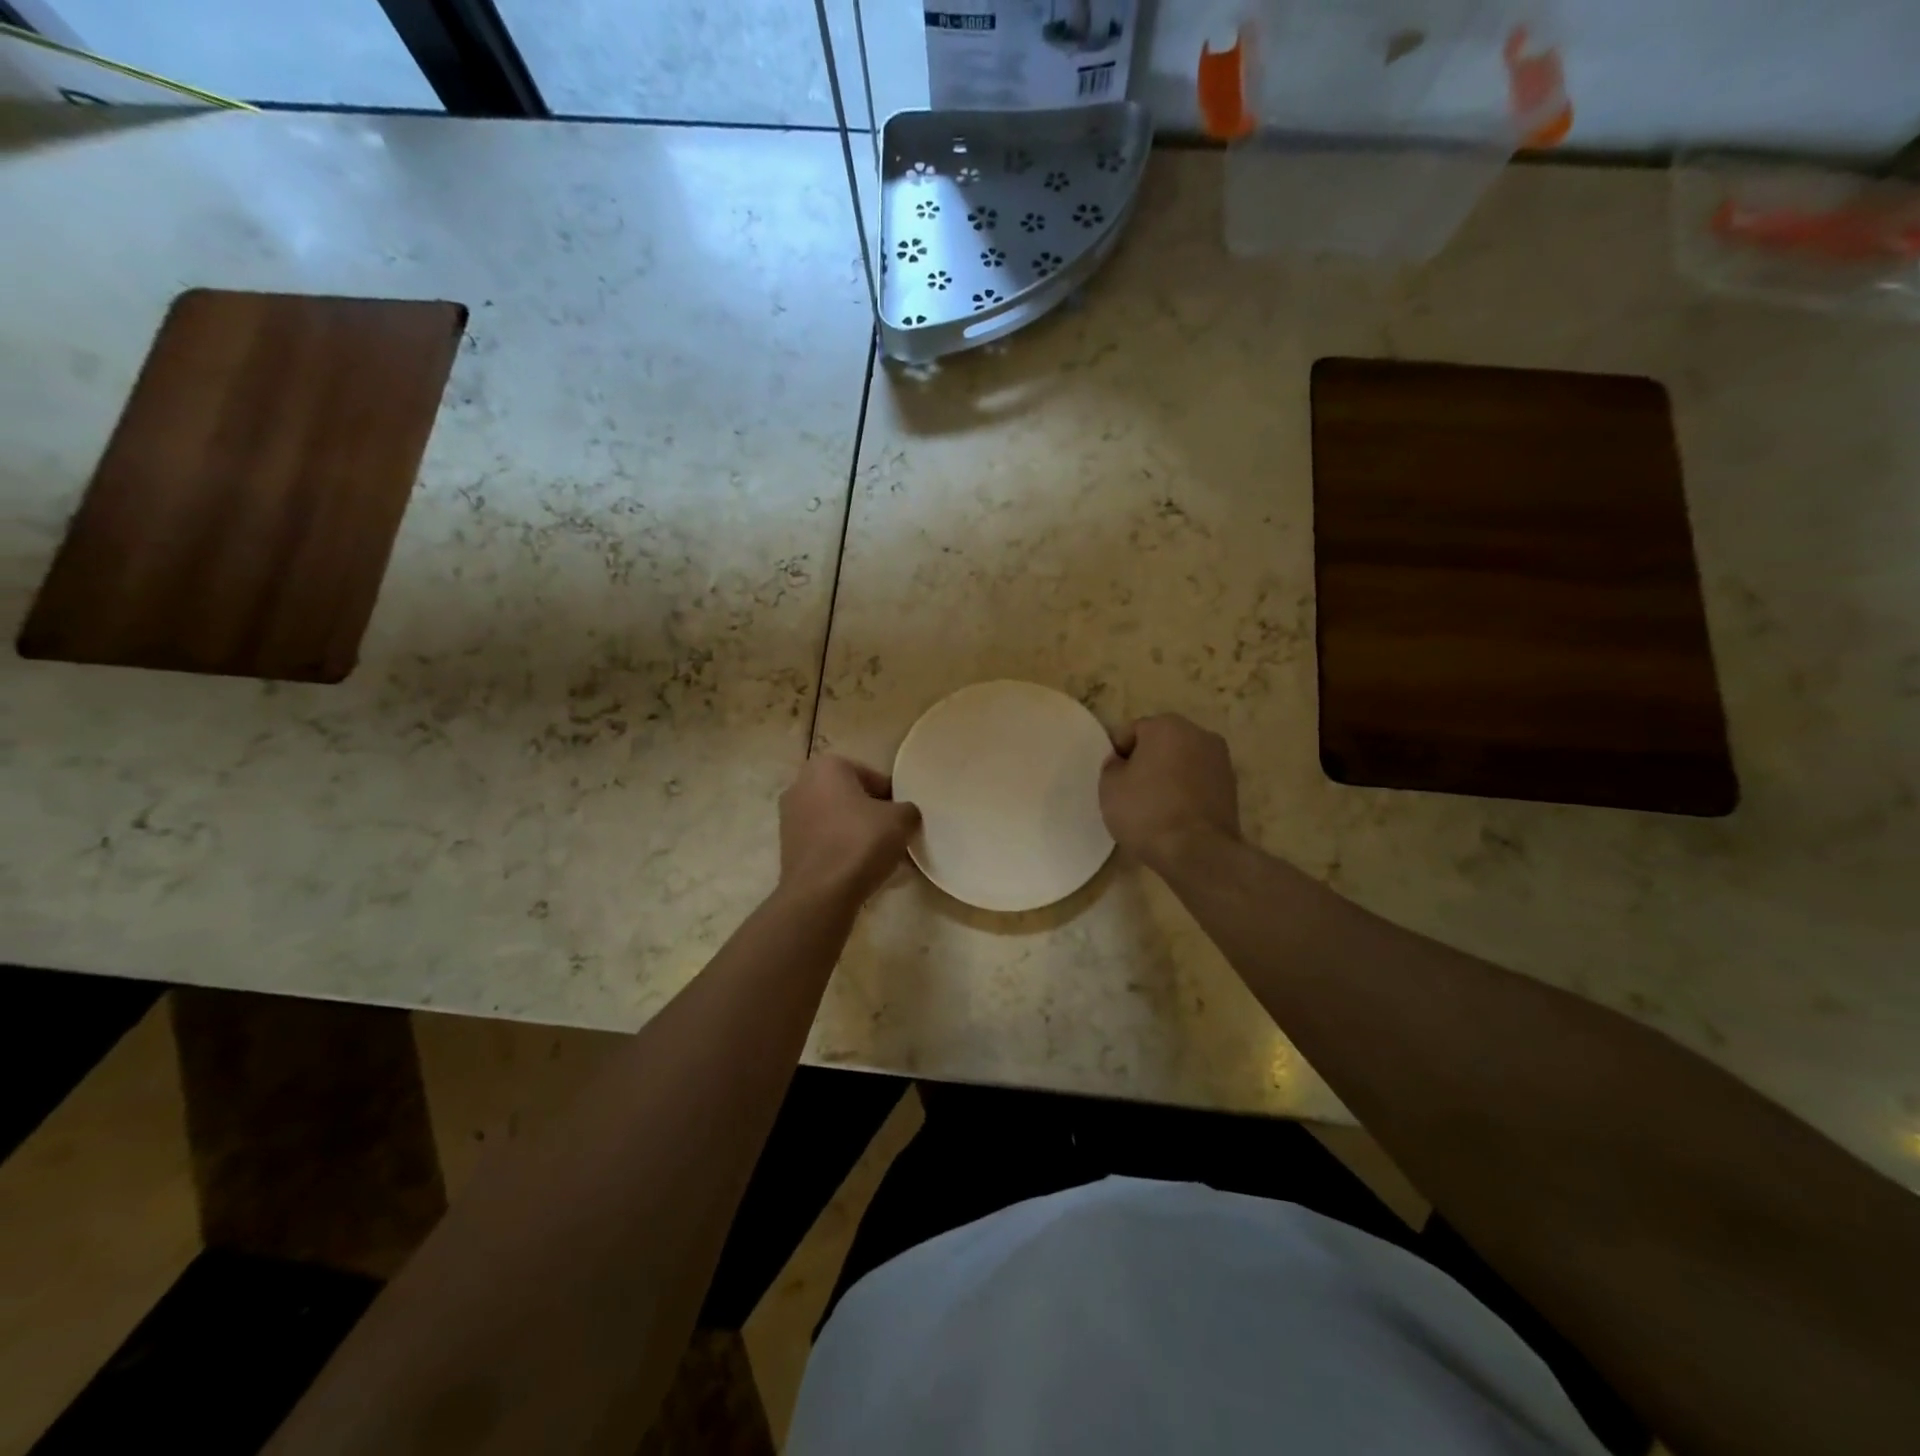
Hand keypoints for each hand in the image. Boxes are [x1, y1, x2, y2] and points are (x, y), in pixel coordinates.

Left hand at [778, 755, 920, 906]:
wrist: (820, 894)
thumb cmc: (860, 842)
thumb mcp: (900, 820)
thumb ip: (907, 809)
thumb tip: (904, 815)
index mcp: (826, 767)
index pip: (872, 777)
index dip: (893, 798)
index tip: (904, 819)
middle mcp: (801, 785)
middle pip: (851, 798)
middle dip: (873, 815)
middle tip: (895, 836)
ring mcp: (790, 817)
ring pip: (837, 821)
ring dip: (859, 834)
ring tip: (882, 857)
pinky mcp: (787, 847)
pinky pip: (825, 842)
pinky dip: (842, 850)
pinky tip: (862, 870)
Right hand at [1100, 714, 1241, 877]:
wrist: (1198, 851)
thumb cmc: (1147, 811)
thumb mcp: (1110, 787)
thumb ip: (1113, 766)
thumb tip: (1123, 763)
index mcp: (1166, 725)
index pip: (1131, 733)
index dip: (1118, 756)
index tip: (1114, 781)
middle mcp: (1199, 734)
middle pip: (1161, 744)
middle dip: (1146, 762)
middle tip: (1132, 793)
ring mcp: (1221, 760)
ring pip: (1182, 763)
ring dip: (1169, 777)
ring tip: (1155, 807)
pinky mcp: (1232, 787)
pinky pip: (1198, 782)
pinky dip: (1186, 792)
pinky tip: (1176, 816)